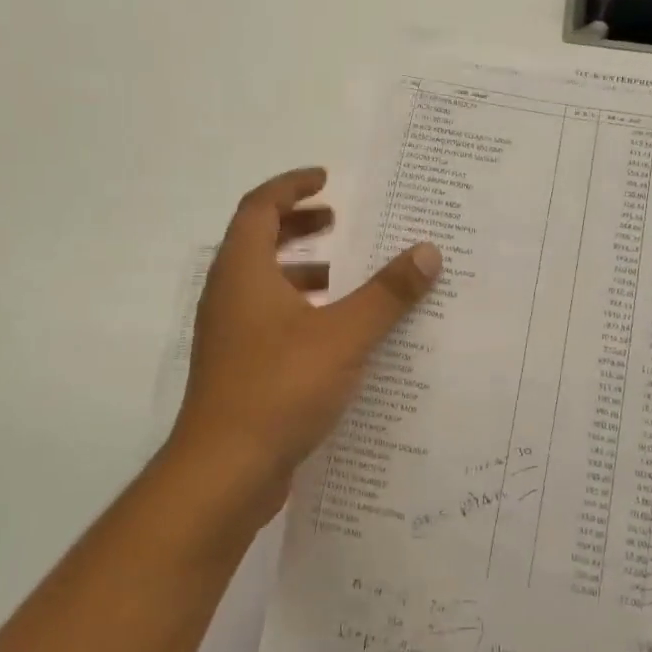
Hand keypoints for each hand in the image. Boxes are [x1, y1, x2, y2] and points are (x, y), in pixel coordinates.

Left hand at [163, 167, 440, 529]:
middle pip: (258, 241)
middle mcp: (228, 295)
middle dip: (299, 226)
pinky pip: (269, 320)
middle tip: (340, 220)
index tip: (327, 179)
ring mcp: (229, 335)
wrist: (224, 472)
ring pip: (263, 284)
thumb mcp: (344, 335)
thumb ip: (387, 293)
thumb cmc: (280, 387)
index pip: (260, 206)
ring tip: (346, 275)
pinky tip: (337, 333)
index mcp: (243, 272)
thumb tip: (428, 251)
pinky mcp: (238, 368)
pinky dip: (301, 310)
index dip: (291, 186)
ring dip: (302, 271)